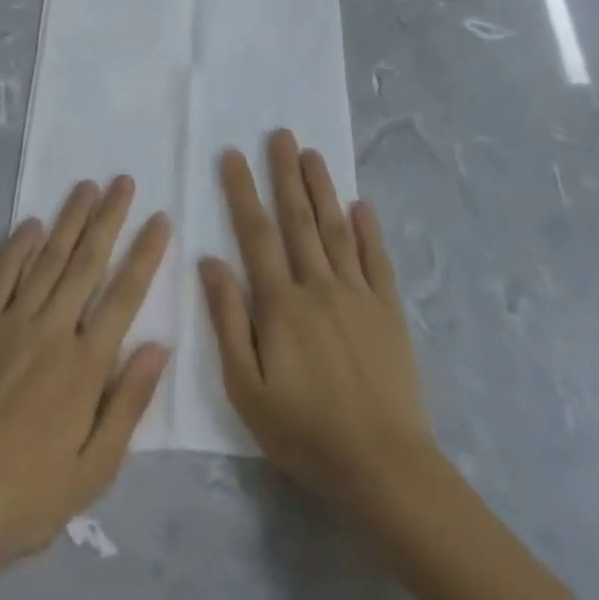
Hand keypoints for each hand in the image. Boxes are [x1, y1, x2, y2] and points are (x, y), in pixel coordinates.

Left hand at [0, 176, 170, 567]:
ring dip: (69, 220)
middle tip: (124, 181)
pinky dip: (17, 247)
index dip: (145, 254)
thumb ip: (130, 402)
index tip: (160, 218)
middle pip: (87, 262)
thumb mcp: (96, 468)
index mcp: (86, 365)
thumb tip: (160, 345)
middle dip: (109, 218)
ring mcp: (12, 323)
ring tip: (87, 186)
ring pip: (48, 259)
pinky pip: (1, 277)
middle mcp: (53, 331)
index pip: (124, 295)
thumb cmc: (31, 494)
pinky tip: (32, 223)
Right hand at [199, 129, 436, 510]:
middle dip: (286, 173)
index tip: (232, 155)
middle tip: (280, 134)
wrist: (382, 465)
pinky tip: (363, 205)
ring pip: (336, 228)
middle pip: (299, 218)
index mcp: (281, 302)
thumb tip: (210, 260)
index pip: (256, 233)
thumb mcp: (246, 387)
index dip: (243, 191)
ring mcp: (358, 294)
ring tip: (313, 154)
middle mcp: (319, 285)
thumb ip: (228, 320)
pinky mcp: (388, 310)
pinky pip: (377, 259)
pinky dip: (369, 229)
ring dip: (323, 188)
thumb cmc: (304, 431)